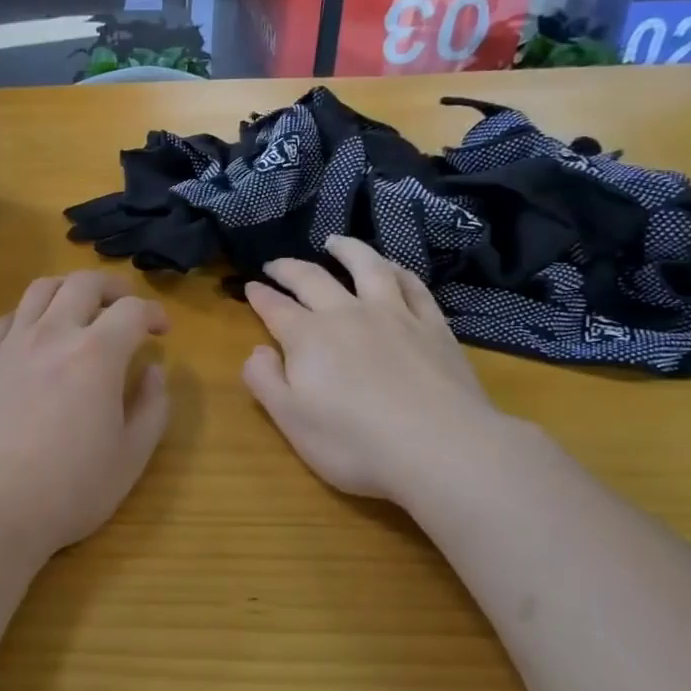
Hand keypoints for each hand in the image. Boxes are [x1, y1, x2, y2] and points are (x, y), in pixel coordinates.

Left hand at [0, 271, 169, 558]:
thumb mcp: (131, 457)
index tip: (163, 330)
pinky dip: (32, 313)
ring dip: (69, 289)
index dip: (154, 313)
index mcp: (96, 354)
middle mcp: (53, 334)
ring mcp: (13, 344)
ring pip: (42, 289)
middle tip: (127, 307)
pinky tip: (39, 335)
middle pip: (84, 284)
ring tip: (82, 308)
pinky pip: (10, 317)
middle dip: (113, 288)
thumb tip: (154, 371)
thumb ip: (152, 408)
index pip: (131, 311)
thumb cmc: (70, 489)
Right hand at [241, 236, 504, 507]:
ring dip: (348, 250)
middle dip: (289, 268)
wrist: (441, 449)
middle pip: (313, 279)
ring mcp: (394, 315)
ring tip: (335, 241)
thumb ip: (264, 381)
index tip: (249, 287)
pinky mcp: (433, 327)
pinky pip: (413, 286)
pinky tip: (393, 269)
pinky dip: (398, 270)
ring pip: (368, 267)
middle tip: (275, 264)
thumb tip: (257, 350)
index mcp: (308, 337)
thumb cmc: (354, 443)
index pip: (275, 307)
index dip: (259, 295)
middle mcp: (348, 314)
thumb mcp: (291, 420)